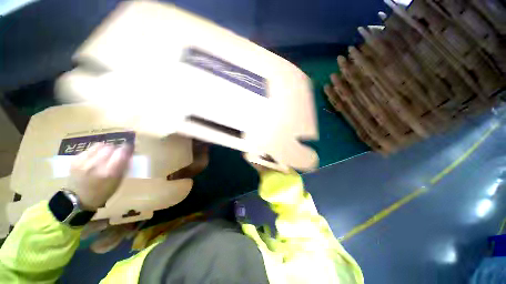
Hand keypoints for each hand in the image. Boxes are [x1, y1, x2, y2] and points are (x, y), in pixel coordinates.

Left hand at [68, 143, 132, 209]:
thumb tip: (129, 152)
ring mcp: (83, 162)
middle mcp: (96, 165)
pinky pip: (89, 149)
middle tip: (117, 153)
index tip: (129, 148)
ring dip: (106, 148)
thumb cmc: (104, 191)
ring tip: (106, 154)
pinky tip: (95, 158)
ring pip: (100, 145)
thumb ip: (124, 165)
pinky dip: (95, 151)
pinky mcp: (75, 160)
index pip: (122, 152)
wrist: (79, 199)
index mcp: (109, 173)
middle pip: (111, 147)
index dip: (127, 148)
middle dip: (116, 149)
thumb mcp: (118, 180)